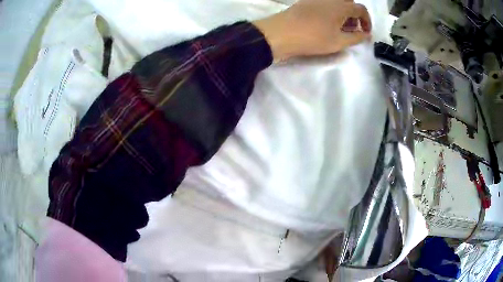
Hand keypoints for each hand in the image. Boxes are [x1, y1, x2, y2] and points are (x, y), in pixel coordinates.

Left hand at [253, 0, 371, 61]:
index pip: (361, 9)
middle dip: (354, 16)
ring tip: (338, 29)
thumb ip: (356, 38)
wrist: (281, 33)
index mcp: (341, 6)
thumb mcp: (339, 41)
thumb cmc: (313, 38)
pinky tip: (325, 24)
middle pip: (349, 3)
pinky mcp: (306, 2)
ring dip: (342, 14)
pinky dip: (331, 12)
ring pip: (336, 3)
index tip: (365, 33)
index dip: (367, 21)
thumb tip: (366, 34)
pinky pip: (325, 4)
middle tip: (351, 30)